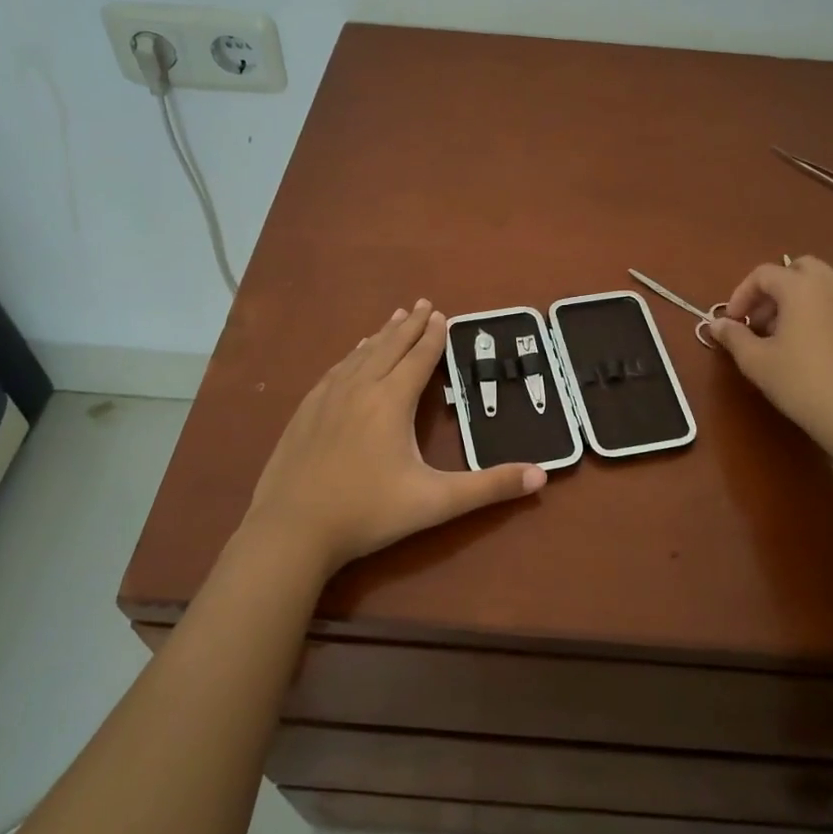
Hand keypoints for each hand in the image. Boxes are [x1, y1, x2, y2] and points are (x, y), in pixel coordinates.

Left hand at [241, 299, 547, 576]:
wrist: (291, 530)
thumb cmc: (368, 513)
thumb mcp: (436, 502)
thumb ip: (489, 487)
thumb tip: (541, 477)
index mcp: (391, 401)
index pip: (417, 358)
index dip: (432, 336)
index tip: (441, 314)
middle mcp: (359, 389)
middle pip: (388, 347)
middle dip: (408, 325)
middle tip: (421, 303)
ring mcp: (327, 399)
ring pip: (359, 355)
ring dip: (379, 335)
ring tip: (392, 319)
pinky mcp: (305, 412)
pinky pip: (334, 371)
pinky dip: (350, 355)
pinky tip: (350, 357)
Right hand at [709, 257, 832, 460]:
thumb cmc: (802, 382)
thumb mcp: (757, 361)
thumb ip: (734, 336)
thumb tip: (716, 324)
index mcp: (801, 287)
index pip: (763, 274)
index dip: (741, 295)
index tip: (733, 323)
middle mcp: (830, 285)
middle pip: (796, 269)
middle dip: (771, 289)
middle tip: (758, 320)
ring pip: (817, 284)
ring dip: (793, 299)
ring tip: (778, 335)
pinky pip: (832, 301)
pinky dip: (813, 309)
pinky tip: (803, 345)